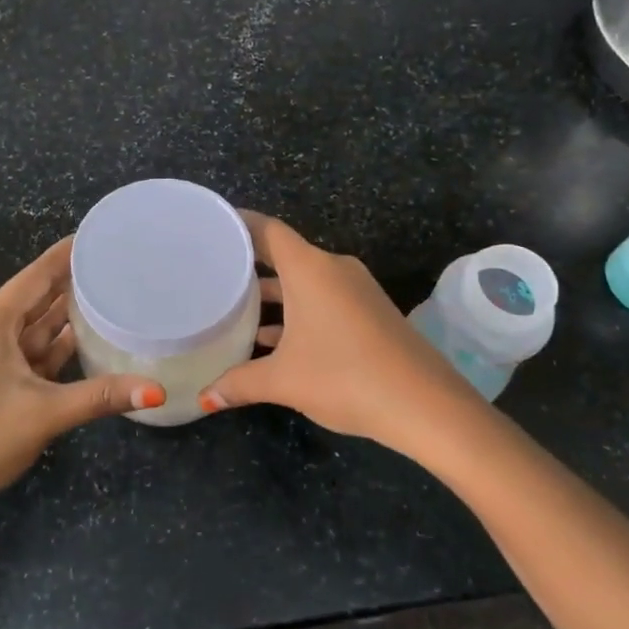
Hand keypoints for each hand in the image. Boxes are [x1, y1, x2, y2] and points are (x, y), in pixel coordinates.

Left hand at [0, 237, 164, 518]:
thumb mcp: (45, 413)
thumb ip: (102, 396)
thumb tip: (157, 391)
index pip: (35, 276)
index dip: (65, 255)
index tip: (97, 236)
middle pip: (34, 299)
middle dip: (70, 284)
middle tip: (113, 267)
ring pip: (30, 329)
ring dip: (63, 318)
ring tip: (107, 298)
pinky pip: (25, 354)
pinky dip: (51, 348)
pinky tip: (81, 342)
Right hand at [200, 212, 474, 448]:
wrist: (424, 404)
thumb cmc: (344, 376)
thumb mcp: (283, 380)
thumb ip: (238, 384)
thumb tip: (204, 400)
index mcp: (309, 268)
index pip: (266, 229)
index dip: (237, 223)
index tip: (210, 226)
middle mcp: (333, 268)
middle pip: (284, 254)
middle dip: (249, 264)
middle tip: (211, 271)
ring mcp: (355, 290)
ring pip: (304, 281)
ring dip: (274, 294)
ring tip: (234, 309)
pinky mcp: (370, 312)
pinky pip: (323, 299)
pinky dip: (297, 311)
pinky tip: (273, 340)